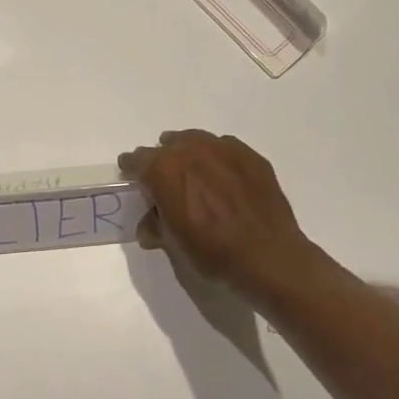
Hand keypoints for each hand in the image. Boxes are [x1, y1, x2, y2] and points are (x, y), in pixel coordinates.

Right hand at [119, 130, 320, 305]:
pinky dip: (217, 159)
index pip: (137, 160)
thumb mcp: (173, 244)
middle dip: (161, 161)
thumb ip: (156, 225)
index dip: (131, 168)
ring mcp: (224, 150)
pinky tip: (222, 177)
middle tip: (163, 179)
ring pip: (196, 141)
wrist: (267, 256)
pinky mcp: (251, 157)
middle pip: (167, 146)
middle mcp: (191, 151)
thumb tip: (151, 224)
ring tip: (192, 172)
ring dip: (189, 154)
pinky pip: (224, 149)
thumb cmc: (212, 253)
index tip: (131, 175)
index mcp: (164, 170)